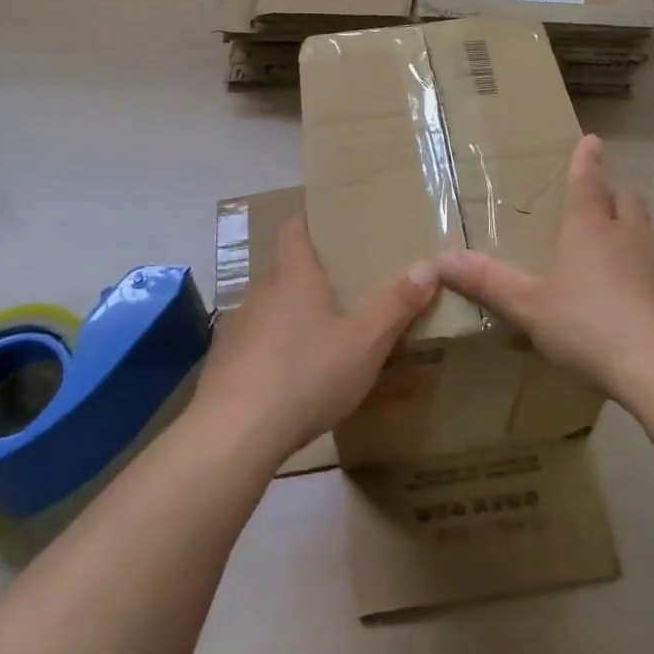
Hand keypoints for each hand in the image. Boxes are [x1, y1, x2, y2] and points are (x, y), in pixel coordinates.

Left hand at [192, 215, 437, 464]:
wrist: (234, 433)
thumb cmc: (306, 374)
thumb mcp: (365, 343)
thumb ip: (396, 304)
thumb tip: (430, 265)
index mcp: (294, 276)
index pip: (294, 228)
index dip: (310, 220)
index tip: (331, 222)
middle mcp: (261, 292)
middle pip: (284, 269)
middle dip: (310, 273)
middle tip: (344, 285)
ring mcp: (237, 328)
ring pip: (269, 308)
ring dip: (291, 314)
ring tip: (321, 332)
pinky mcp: (224, 363)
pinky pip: (254, 344)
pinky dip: (272, 349)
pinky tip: (290, 377)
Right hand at [436, 134, 653, 405]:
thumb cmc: (589, 327)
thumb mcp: (529, 308)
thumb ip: (488, 282)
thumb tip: (440, 258)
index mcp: (590, 230)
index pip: (586, 182)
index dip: (586, 160)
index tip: (592, 140)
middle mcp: (632, 235)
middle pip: (628, 200)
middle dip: (615, 197)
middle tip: (604, 208)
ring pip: (652, 236)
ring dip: (638, 240)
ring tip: (623, 268)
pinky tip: (653, 312)